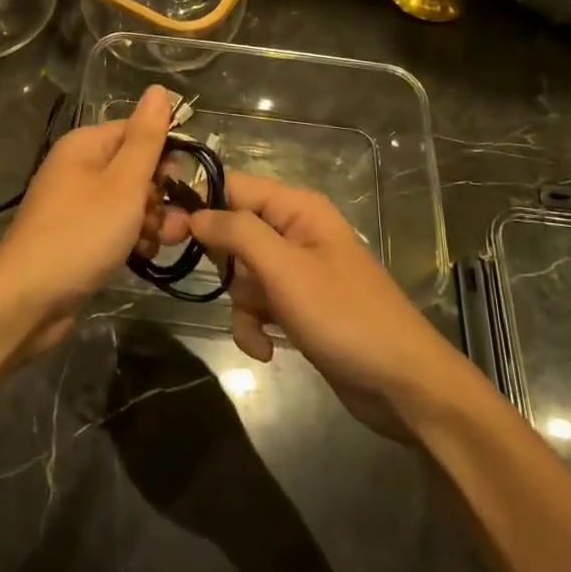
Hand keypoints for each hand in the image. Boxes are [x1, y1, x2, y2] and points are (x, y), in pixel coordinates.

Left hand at [0, 85, 174, 348]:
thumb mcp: (123, 183)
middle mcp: (78, 167)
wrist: (28, 299)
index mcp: (85, 145)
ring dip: (150, 220)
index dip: (165, 154)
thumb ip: (146, 138)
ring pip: (129, 201)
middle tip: (174, 222)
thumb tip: (159, 90)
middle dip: (160, 194)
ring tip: (159, 243)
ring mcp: (76, 203)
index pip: (138, 132)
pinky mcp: (77, 235)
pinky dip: (131, 238)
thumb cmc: (82, 234)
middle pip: (135, 168)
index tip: (184, 183)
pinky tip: (143, 256)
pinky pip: (114, 226)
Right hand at [187, 172, 471, 436]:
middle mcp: (295, 232)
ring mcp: (297, 271)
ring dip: (241, 303)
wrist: (403, 386)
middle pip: (233, 231)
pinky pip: (257, 305)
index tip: (168, 232)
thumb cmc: (344, 316)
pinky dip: (255, 325)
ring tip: (259, 327)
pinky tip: (267, 349)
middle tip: (217, 284)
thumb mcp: (284, 269)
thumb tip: (195, 213)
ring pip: (242, 274)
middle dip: (224, 263)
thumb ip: (237, 233)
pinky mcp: (298, 307)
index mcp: (296, 208)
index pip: (233, 186)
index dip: (199, 204)